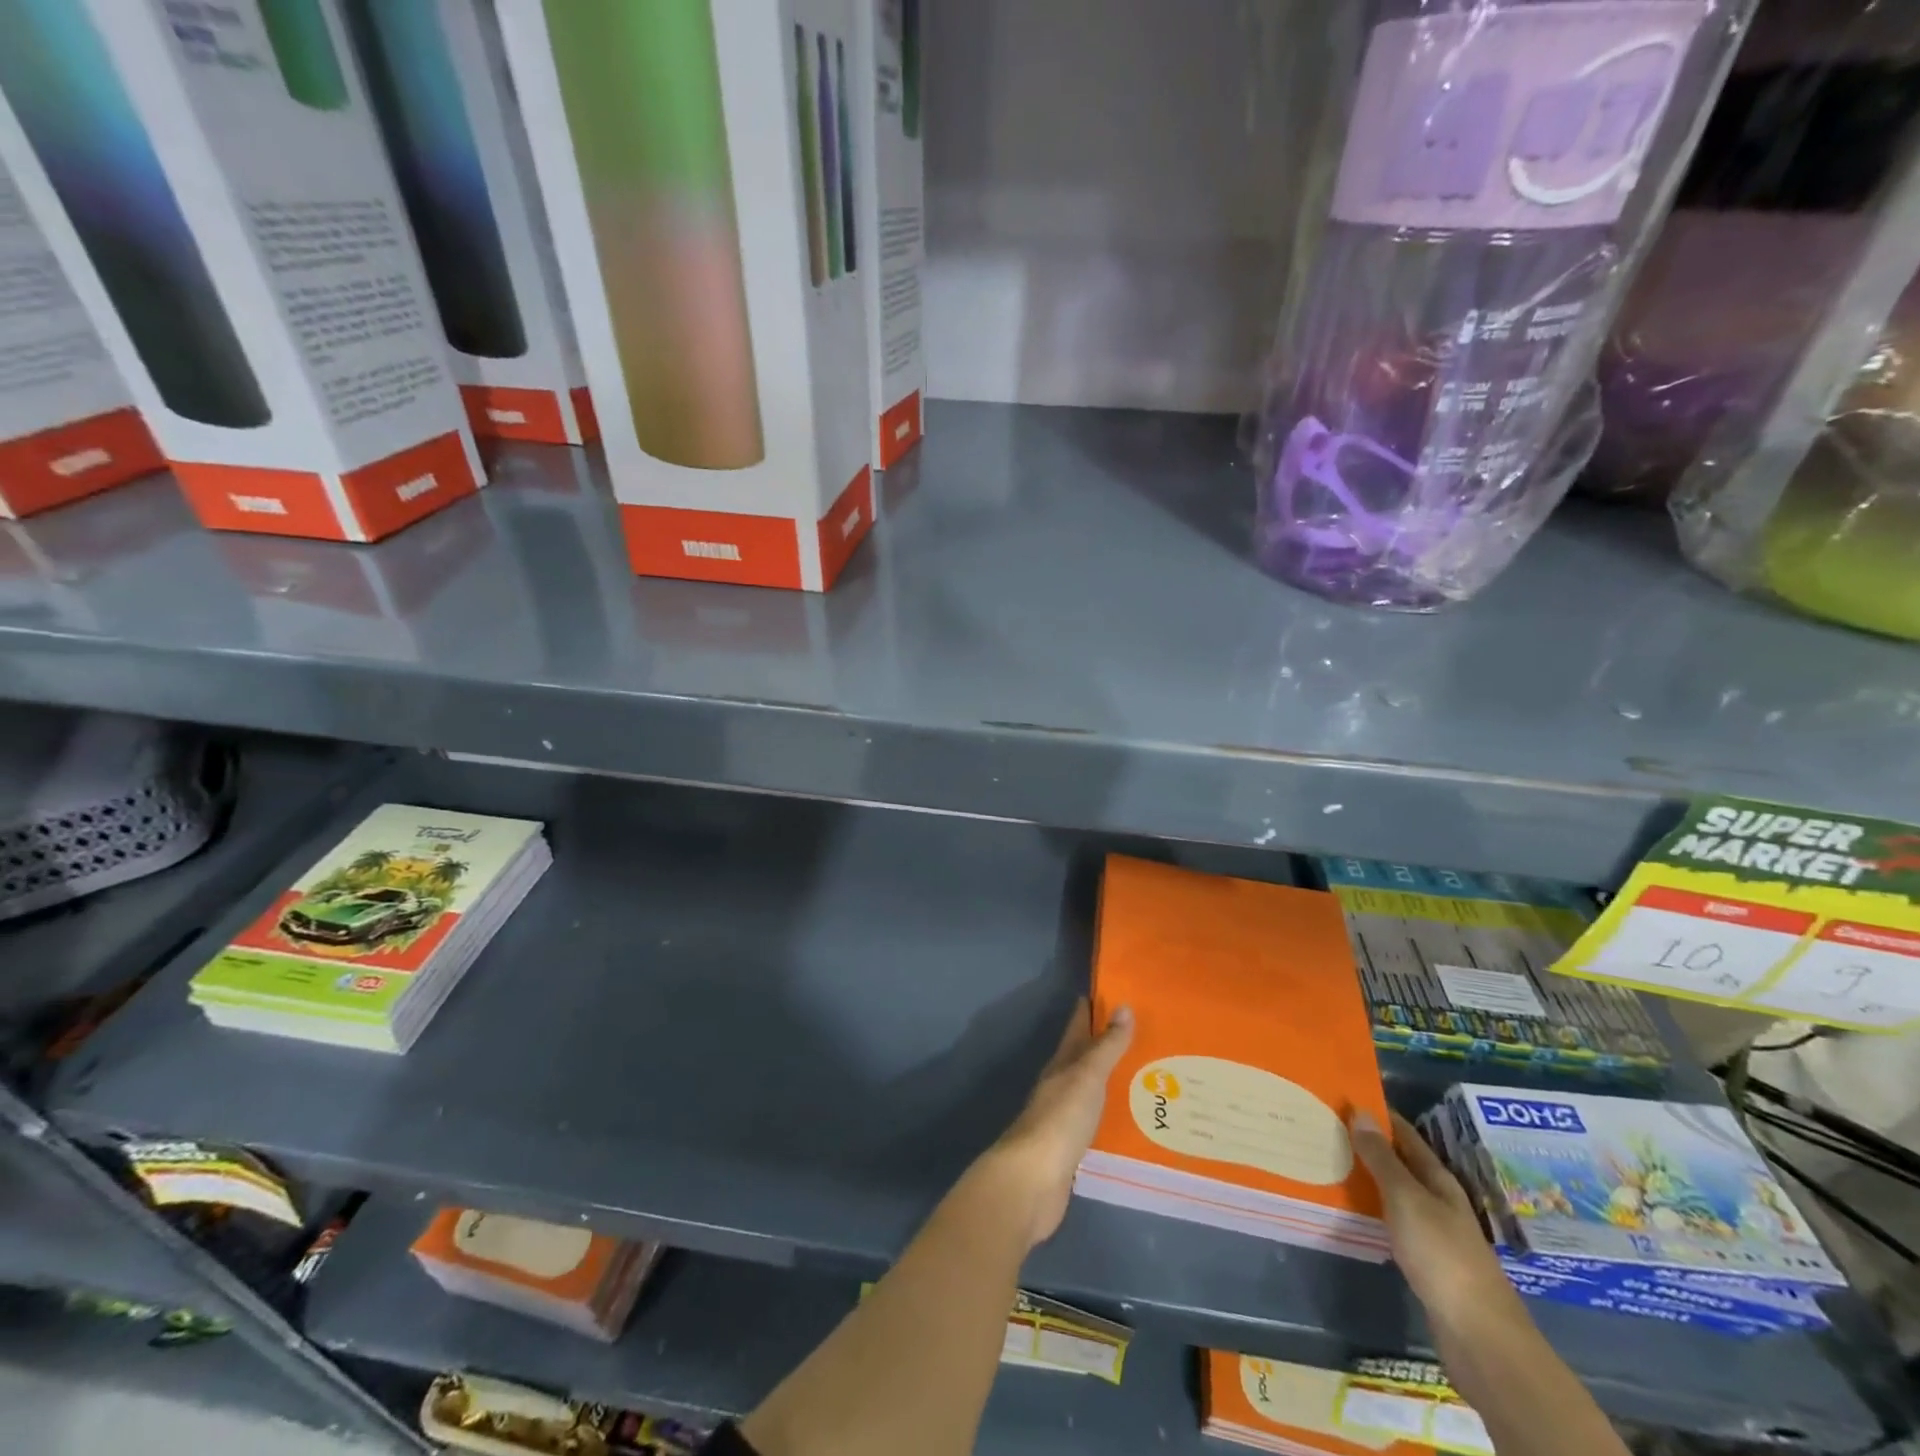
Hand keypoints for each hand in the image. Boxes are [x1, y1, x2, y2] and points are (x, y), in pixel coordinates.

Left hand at [989, 999, 1133, 1247]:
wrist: (1034, 1180)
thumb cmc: (1060, 1120)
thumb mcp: (1087, 1077)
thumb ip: (1106, 1046)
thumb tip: (1123, 1006)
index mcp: (1061, 1065)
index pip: (1077, 1028)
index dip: (1091, 1010)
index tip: (1114, 995)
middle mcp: (1060, 1086)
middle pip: (1084, 1058)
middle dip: (1107, 1046)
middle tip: (1143, 1036)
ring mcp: (1064, 1118)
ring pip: (1091, 1090)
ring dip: (1112, 1081)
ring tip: (1147, 1078)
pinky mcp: (1072, 1148)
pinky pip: (1097, 1122)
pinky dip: (1112, 1115)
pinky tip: (1132, 1121)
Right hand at [1350, 1109, 1522, 1332]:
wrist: (1478, 1335)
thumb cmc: (1442, 1255)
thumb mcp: (1407, 1199)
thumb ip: (1382, 1158)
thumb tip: (1362, 1112)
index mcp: (1439, 1180)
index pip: (1405, 1135)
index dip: (1379, 1116)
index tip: (1344, 1097)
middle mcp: (1438, 1200)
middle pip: (1401, 1163)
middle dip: (1368, 1144)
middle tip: (1326, 1126)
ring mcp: (1434, 1232)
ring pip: (1395, 1192)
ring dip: (1368, 1176)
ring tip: (1330, 1161)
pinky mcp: (1425, 1261)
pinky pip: (1392, 1221)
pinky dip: (1372, 1208)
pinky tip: (1351, 1209)